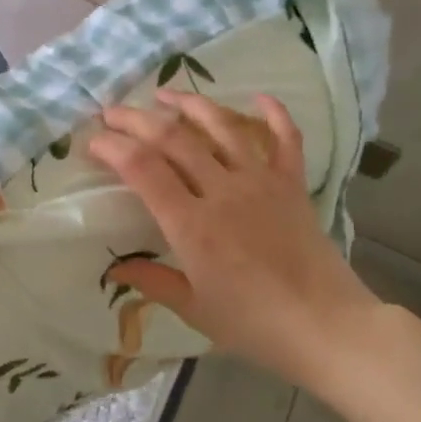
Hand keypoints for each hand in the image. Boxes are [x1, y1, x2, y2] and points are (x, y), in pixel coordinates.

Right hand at [87, 91, 393, 388]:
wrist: (327, 327)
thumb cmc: (254, 324)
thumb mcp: (194, 309)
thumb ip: (153, 281)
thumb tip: (115, 269)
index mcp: (192, 224)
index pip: (142, 168)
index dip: (112, 147)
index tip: (93, 142)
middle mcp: (223, 191)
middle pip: (173, 138)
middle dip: (136, 119)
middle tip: (112, 113)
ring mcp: (261, 181)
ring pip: (222, 125)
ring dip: (189, 103)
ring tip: (164, 93)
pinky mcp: (292, 184)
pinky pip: (285, 138)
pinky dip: (274, 113)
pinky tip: (259, 96)